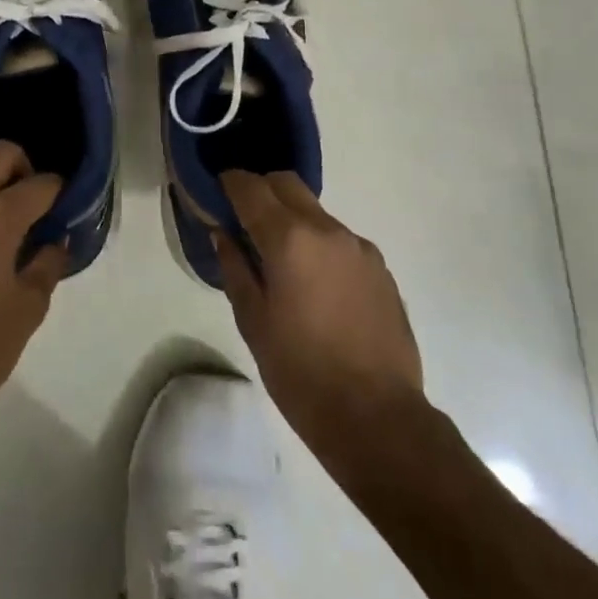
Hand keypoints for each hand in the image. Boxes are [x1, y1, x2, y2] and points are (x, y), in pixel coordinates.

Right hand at [213, 171, 423, 460]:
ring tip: (279, 260)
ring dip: (292, 219)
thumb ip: (235, 268)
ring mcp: (359, 247)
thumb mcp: (253, 322)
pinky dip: (319, 244)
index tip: (217, 190)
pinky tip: (314, 285)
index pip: (252, 188)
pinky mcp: (380, 268)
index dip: (230, 183)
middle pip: (288, 185)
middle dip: (261, 190)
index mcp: (290, 240)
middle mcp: (328, 230)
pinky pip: (340, 240)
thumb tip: (223, 234)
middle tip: (243, 218)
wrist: (376, 416)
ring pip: (316, 212)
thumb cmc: (300, 372)